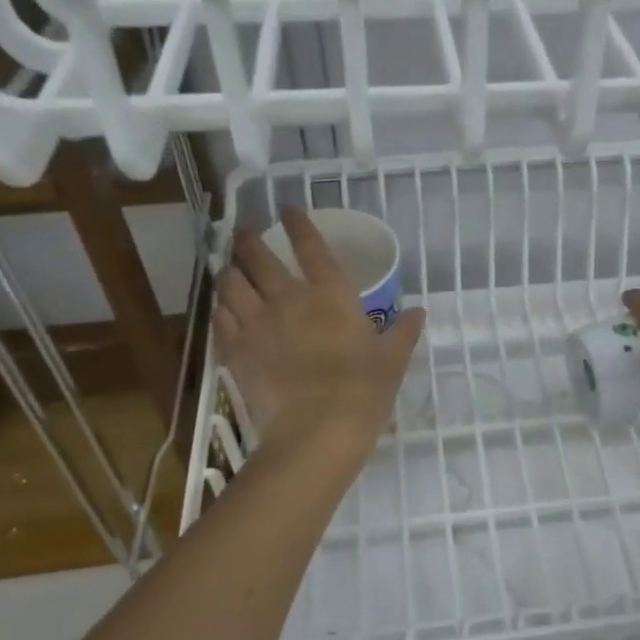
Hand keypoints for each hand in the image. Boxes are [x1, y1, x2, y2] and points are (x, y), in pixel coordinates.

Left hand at [214, 207, 424, 456]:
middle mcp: (288, 299)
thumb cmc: (363, 390)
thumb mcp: (392, 359)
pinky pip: (220, 319)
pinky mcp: (236, 351)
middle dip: (248, 239)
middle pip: (259, 257)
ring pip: (231, 284)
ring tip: (231, 269)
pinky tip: (224, 309)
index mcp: (330, 294)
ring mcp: (257, 324)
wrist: (318, 430)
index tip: (288, 209)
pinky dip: (221, 308)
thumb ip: (403, 331)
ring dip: (230, 271)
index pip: (311, 246)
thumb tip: (419, 312)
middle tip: (243, 231)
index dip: (298, 224)